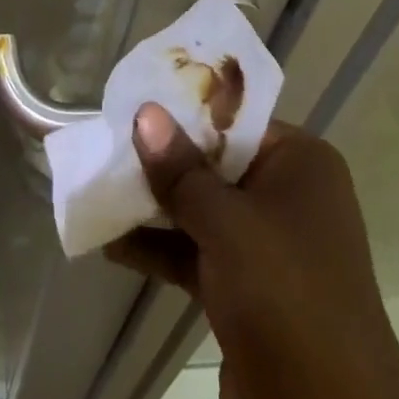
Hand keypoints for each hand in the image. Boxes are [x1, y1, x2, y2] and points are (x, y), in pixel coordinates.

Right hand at [106, 106, 398, 398]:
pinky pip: (198, 253)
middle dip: (162, 159)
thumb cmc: (285, 296)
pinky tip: (112, 244)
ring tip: (99, 187)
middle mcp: (288, 195)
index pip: (234, 118)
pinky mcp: (249, 293)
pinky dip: (161, 248)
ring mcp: (269, 247)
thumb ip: (181, 170)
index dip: (183, 110)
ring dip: (154, 206)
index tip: (133, 102)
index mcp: (300, 162)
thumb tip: (144, 112)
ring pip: (202, 209)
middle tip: (107, 142)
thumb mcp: (227, 225)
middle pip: (214, 162)